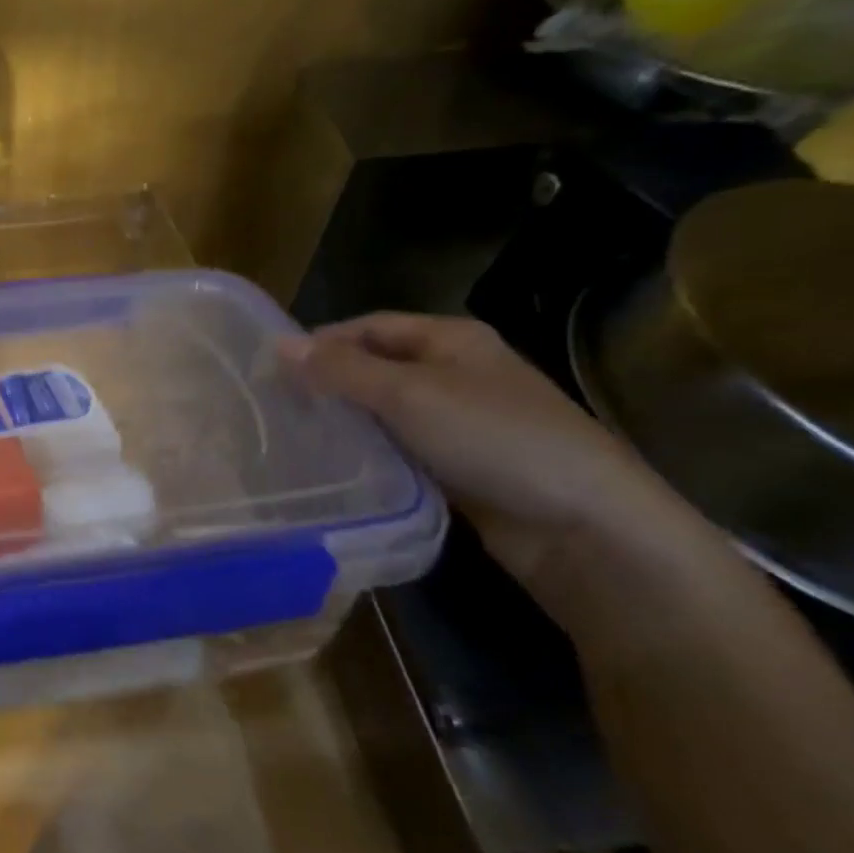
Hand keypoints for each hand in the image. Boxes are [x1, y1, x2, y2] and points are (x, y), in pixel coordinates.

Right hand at [280, 314, 689, 583]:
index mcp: (451, 339)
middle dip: (328, 383)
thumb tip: (277, 344)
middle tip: (276, 408)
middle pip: (375, 367)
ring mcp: (459, 421)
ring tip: (293, 438)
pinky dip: (368, 453)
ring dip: (345, 421)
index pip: (369, 326)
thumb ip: (341, 370)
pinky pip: (399, 448)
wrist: (582, 525)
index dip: (321, 342)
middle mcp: (454, 372)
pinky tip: (335, 467)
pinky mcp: (458, 465)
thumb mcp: (409, 395)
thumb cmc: (494, 439)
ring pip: (384, 411)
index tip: (271, 371)